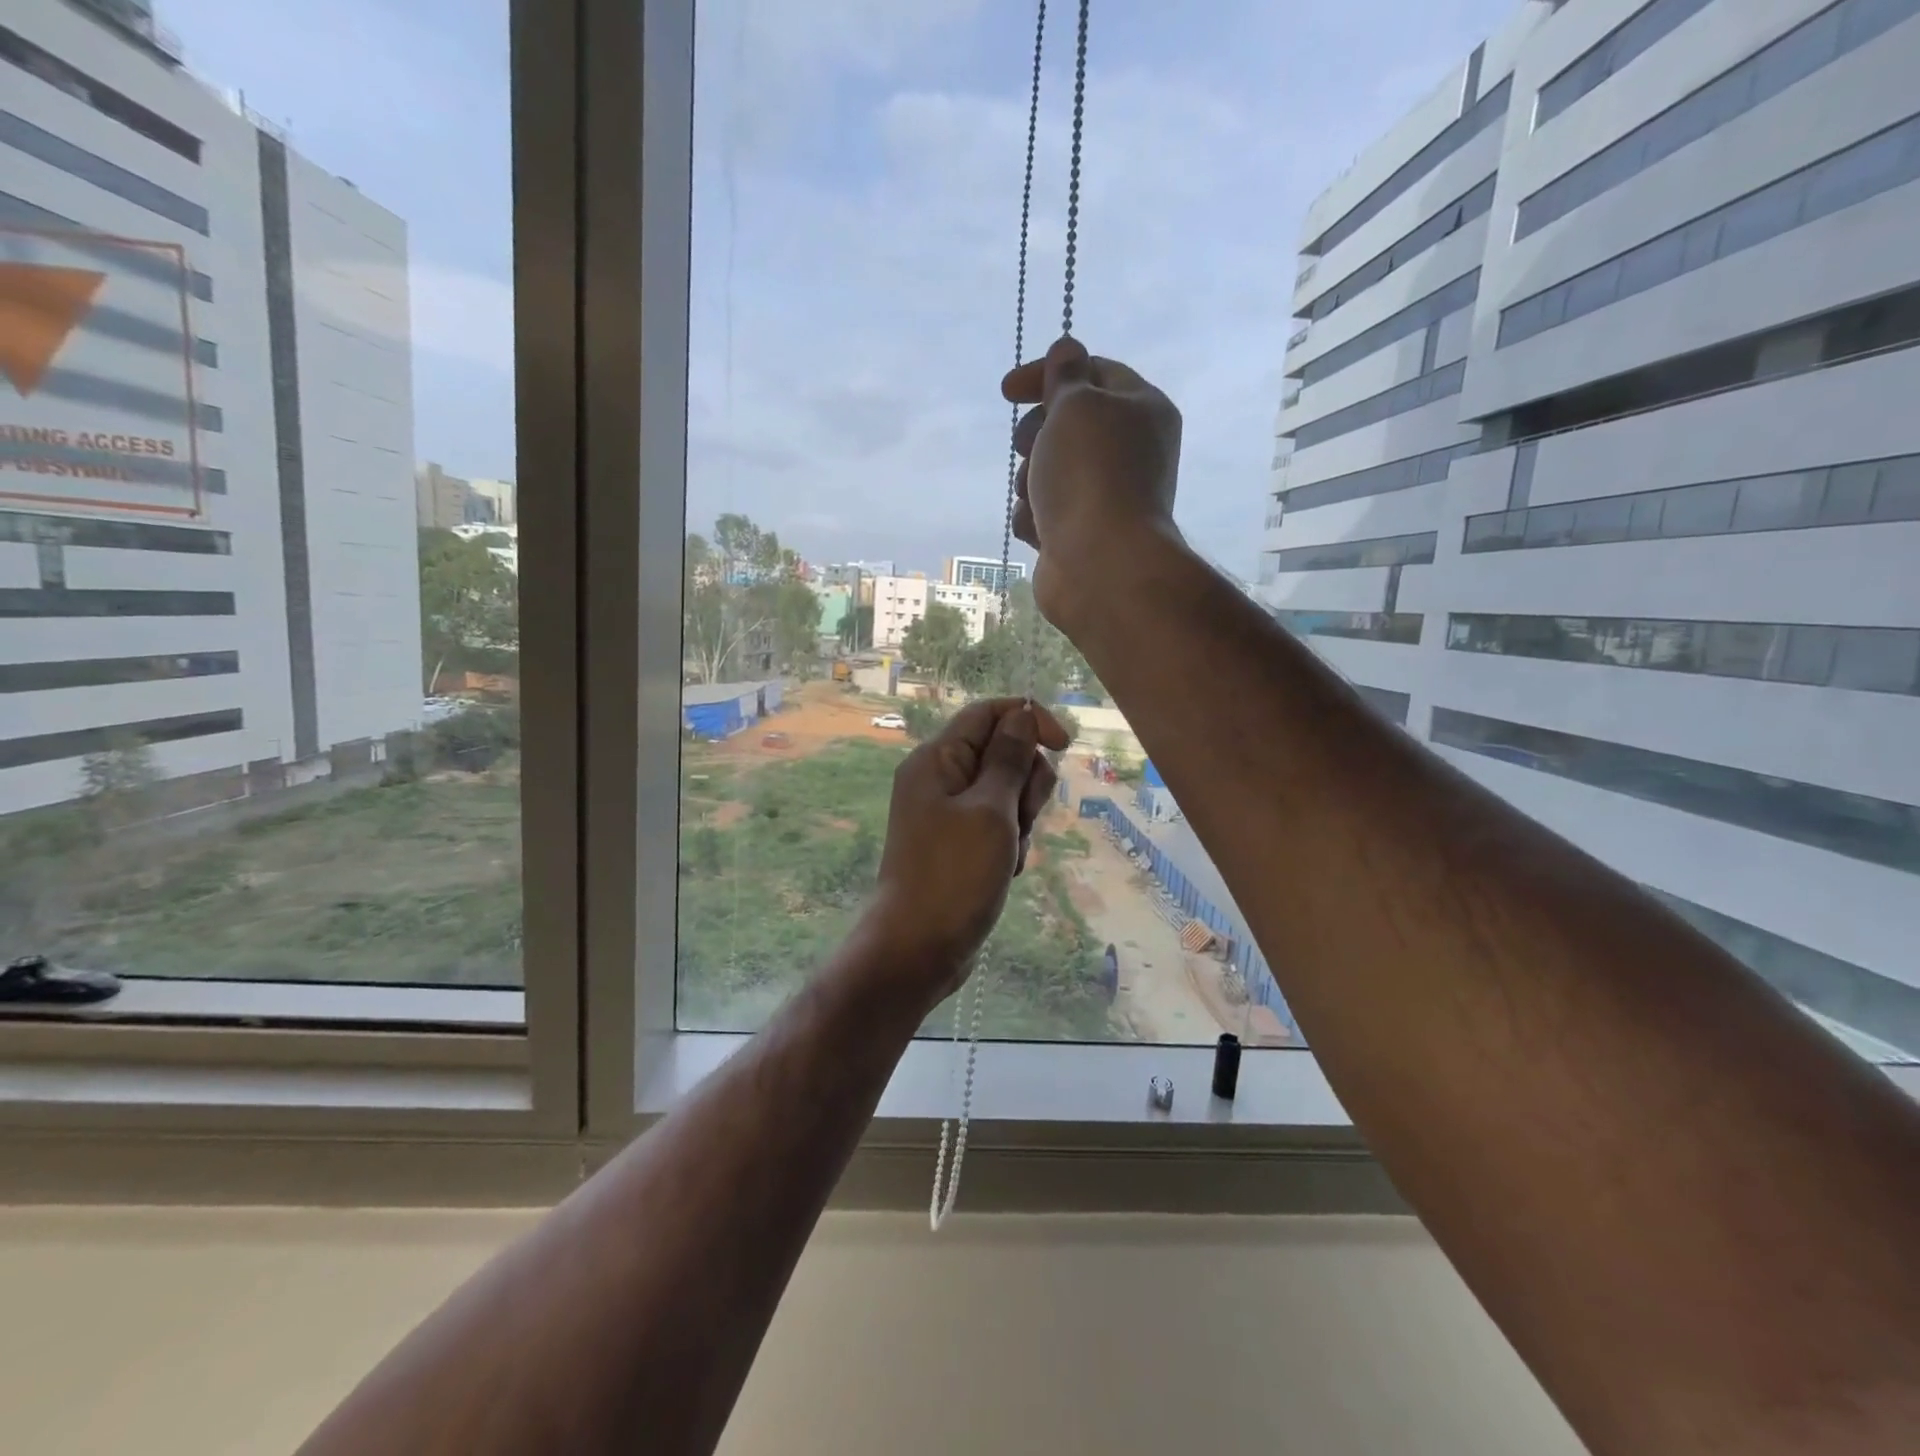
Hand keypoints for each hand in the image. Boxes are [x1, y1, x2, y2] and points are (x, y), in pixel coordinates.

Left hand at [861, 698, 1070, 1005]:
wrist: (918, 948)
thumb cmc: (954, 875)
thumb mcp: (990, 810)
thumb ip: (1009, 758)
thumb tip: (1023, 712)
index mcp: (938, 759)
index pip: (988, 713)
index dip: (1029, 719)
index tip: (1064, 745)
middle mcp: (940, 778)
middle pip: (1002, 752)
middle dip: (1026, 782)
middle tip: (1020, 818)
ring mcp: (948, 813)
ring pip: (1007, 791)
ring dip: (1022, 818)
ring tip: (1010, 852)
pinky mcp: (958, 842)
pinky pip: (998, 824)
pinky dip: (1011, 841)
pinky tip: (1006, 869)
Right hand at [1002, 336, 1184, 629]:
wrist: (1101, 565)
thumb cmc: (1091, 475)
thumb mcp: (1076, 406)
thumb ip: (1066, 375)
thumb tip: (1067, 350)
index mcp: (1142, 408)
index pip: (1093, 372)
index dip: (1047, 374)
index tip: (1007, 392)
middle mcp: (1130, 449)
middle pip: (1067, 424)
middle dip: (1036, 434)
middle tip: (1027, 445)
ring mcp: (1106, 495)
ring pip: (1049, 470)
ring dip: (1031, 479)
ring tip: (1036, 497)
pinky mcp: (1081, 532)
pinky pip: (1045, 511)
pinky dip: (1036, 517)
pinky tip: (1040, 529)